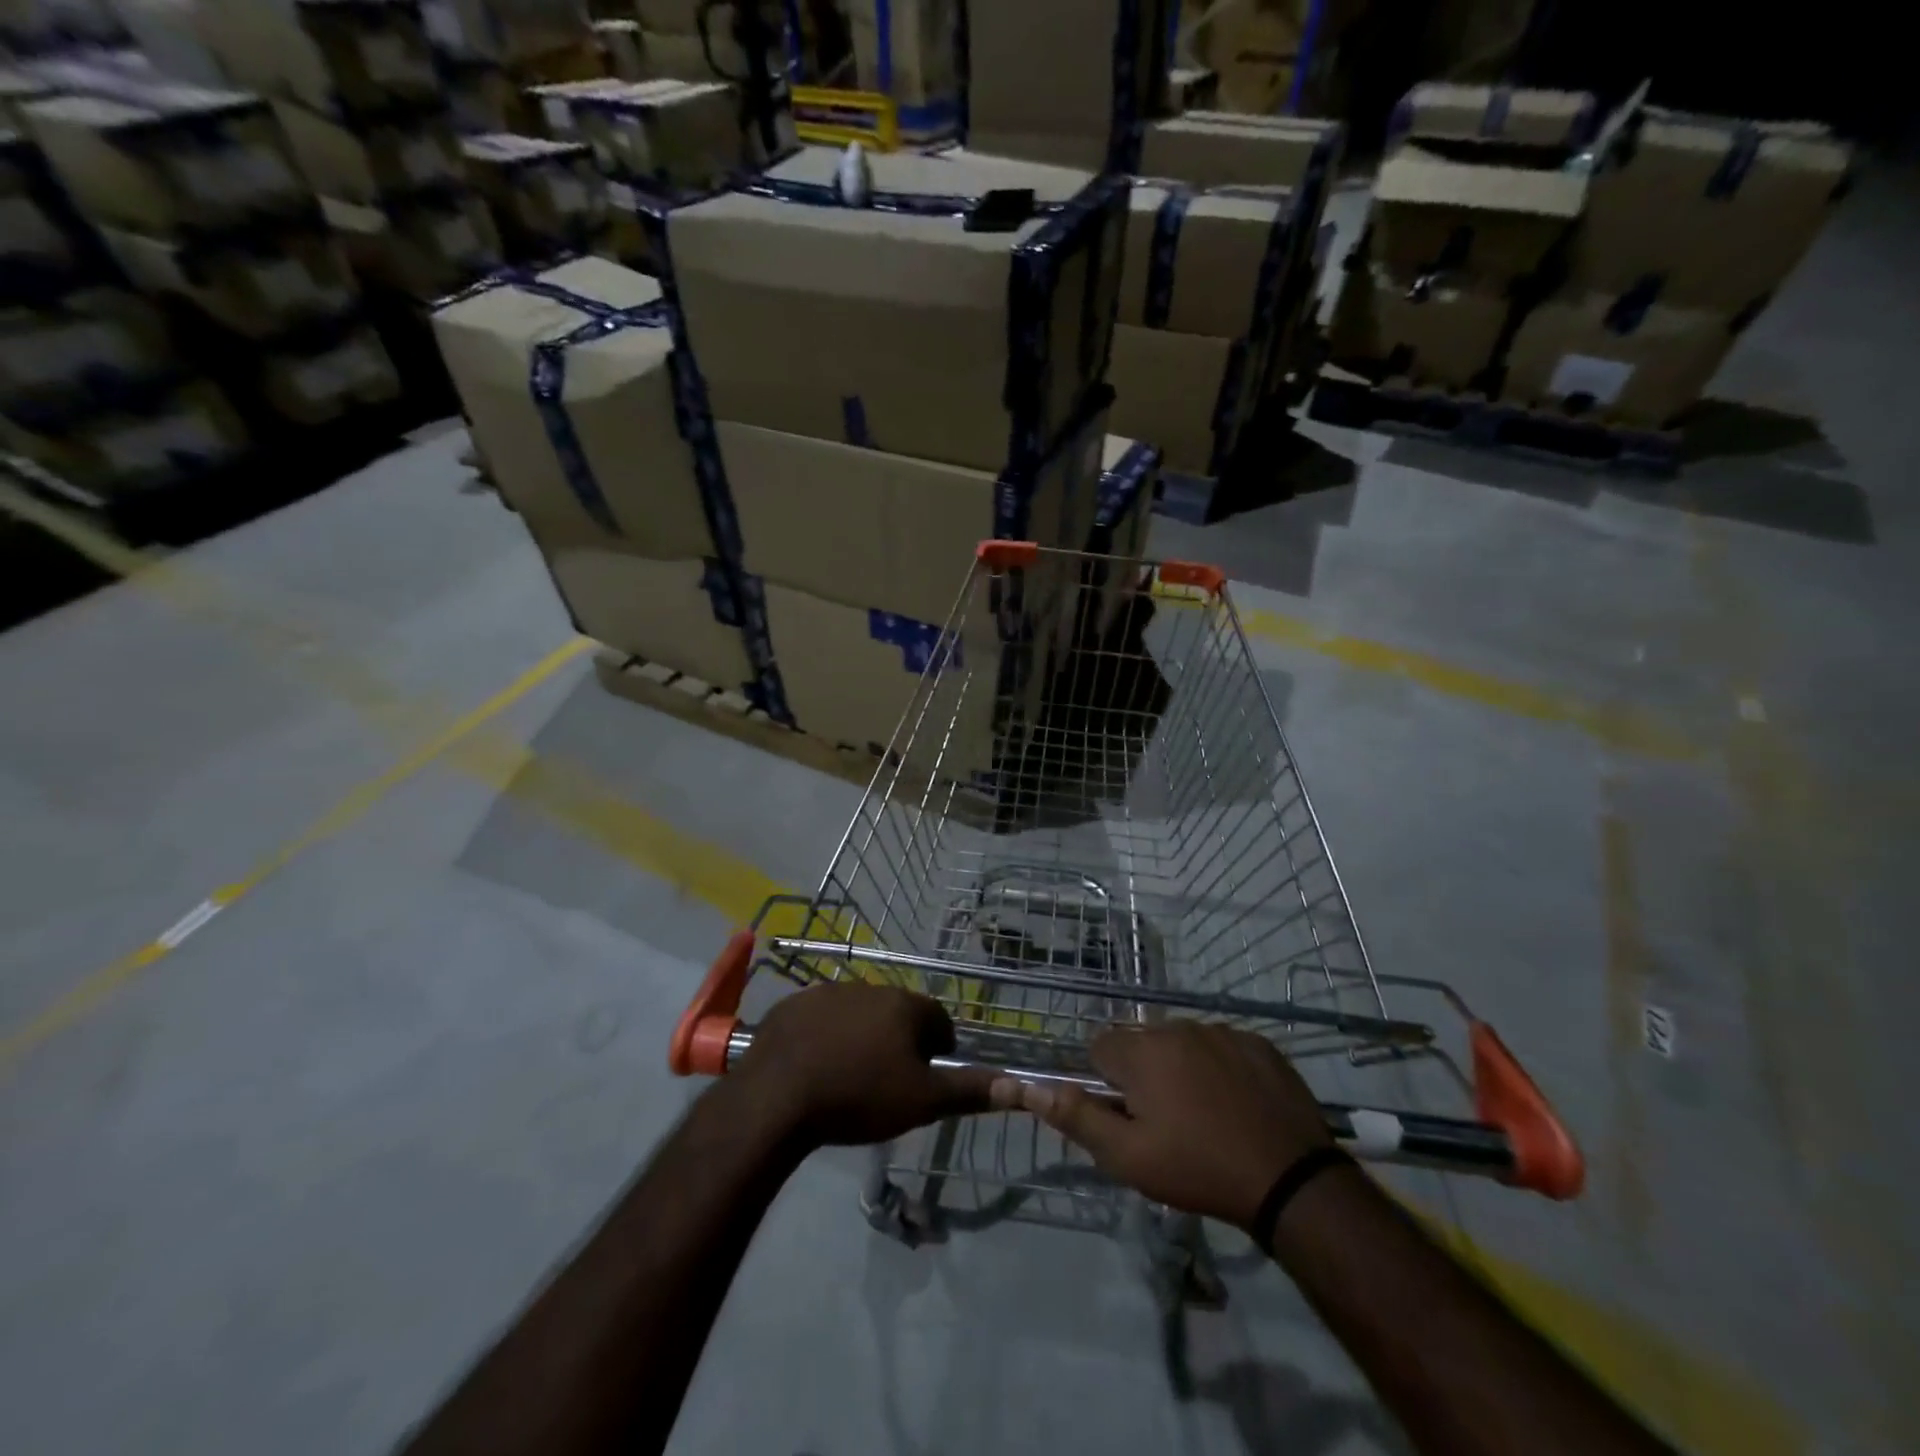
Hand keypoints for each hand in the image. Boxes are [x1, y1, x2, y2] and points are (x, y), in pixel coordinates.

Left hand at [730, 983, 994, 1146]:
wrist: (777, 1098)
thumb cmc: (859, 1096)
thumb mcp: (922, 1101)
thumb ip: (969, 1089)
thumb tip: (1017, 1084)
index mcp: (905, 1005)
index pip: (939, 1020)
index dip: (938, 1050)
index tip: (925, 1079)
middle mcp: (870, 987)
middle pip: (898, 1014)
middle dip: (899, 1042)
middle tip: (887, 1083)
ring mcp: (828, 992)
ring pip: (859, 1014)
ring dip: (862, 1037)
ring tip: (848, 1079)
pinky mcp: (793, 1005)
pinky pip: (820, 1019)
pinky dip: (825, 1037)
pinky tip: (814, 1068)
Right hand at [993, 1023, 1331, 1229]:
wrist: (1291, 1179)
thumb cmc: (1199, 1169)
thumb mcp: (1128, 1157)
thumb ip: (1077, 1118)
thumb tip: (1030, 1087)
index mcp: (1142, 1052)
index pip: (1100, 1046)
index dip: (1105, 1081)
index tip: (1126, 1114)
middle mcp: (1177, 1028)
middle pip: (1141, 1042)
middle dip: (1143, 1073)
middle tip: (1166, 1122)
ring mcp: (1221, 1031)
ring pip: (1181, 1042)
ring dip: (1180, 1068)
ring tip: (1204, 1115)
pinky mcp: (1257, 1042)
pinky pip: (1221, 1045)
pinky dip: (1219, 1067)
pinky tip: (1237, 1104)